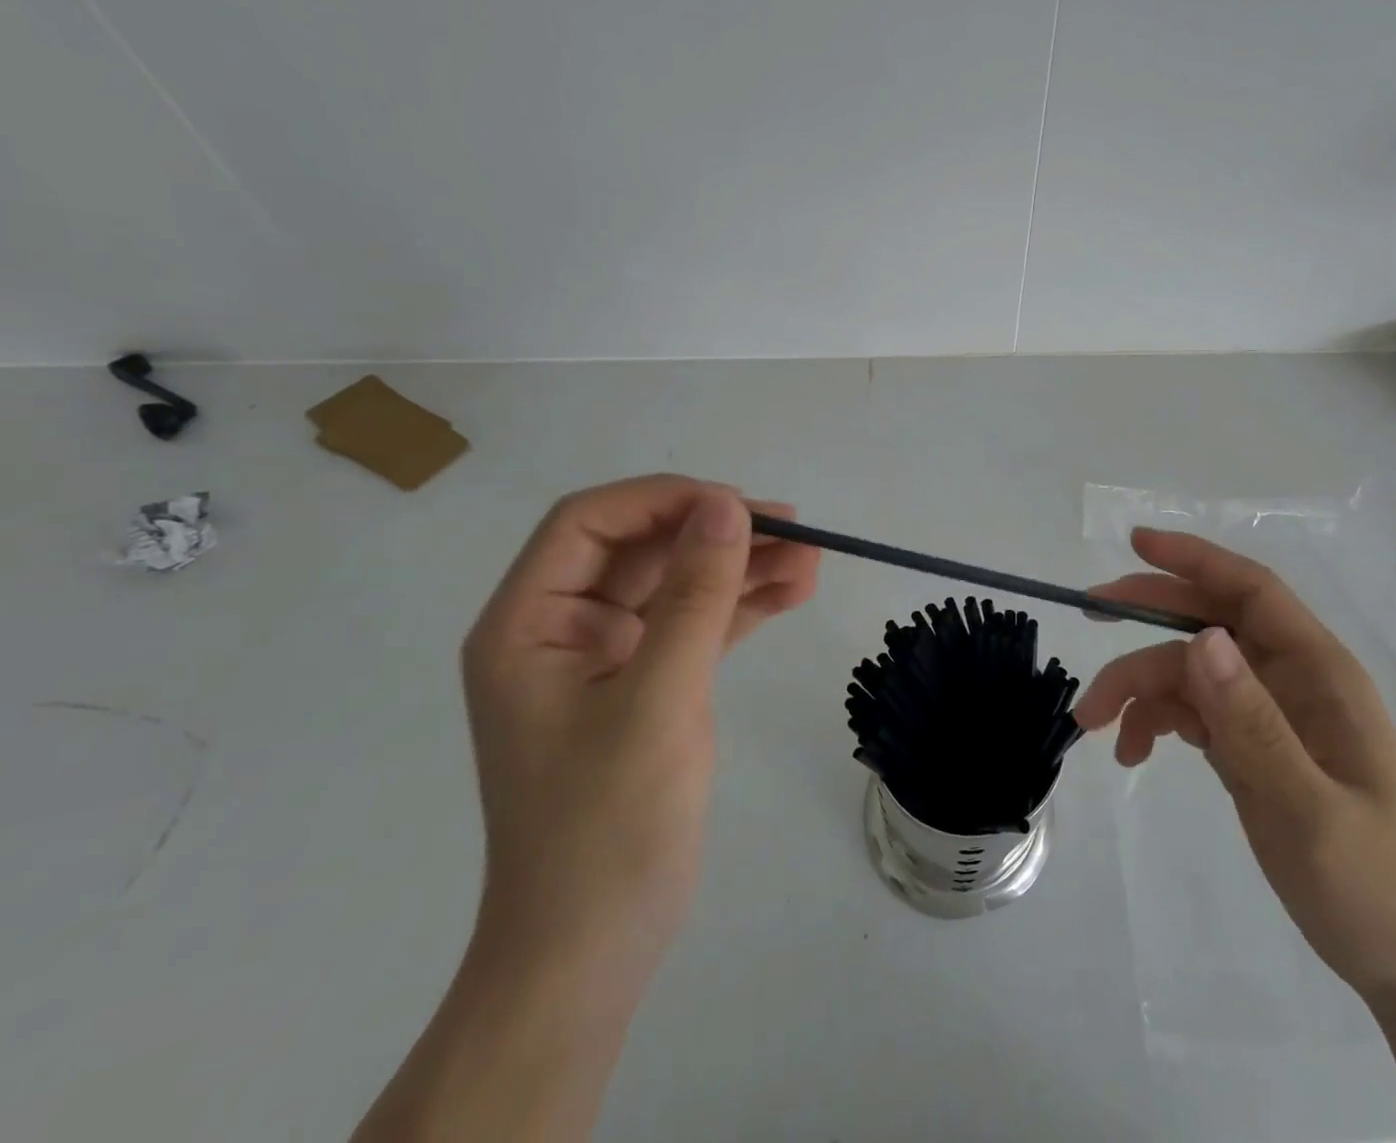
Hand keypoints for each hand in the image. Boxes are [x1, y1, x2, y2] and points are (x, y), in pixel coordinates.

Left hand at [460, 476, 819, 976]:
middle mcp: (564, 627)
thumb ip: (695, 597)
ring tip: (812, 559)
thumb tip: (728, 506)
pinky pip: (697, 623)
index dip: (663, 500)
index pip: (589, 522)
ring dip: (742, 566)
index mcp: (529, 623)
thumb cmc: (606, 827)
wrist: (595, 949)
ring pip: (679, 583)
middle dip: (718, 533)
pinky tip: (794, 591)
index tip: (736, 508)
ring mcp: (608, 656)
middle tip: (795, 528)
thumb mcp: (657, 700)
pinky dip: (743, 605)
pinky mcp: (649, 683)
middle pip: (644, 548)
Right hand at [1075, 528, 1395, 1006]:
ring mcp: (1268, 713)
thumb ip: (1253, 723)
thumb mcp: (1309, 809)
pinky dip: (1153, 722)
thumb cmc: (1373, 885)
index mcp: (1319, 673)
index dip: (1195, 559)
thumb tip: (1201, 638)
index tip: (1136, 543)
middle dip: (1147, 613)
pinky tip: (1132, 752)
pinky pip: (1190, 712)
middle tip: (1089, 614)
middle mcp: (1290, 680)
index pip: (1251, 591)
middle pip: (1208, 622)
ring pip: (1188, 671)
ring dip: (1137, 687)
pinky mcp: (1249, 745)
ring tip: (1093, 724)